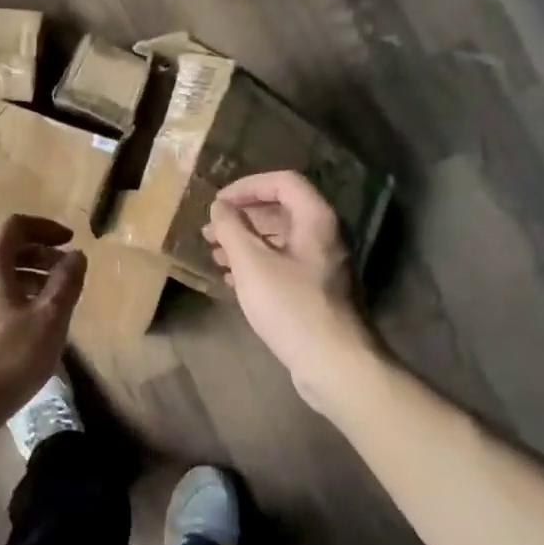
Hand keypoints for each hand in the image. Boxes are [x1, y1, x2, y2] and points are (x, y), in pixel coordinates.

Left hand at [0, 215, 86, 443]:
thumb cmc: (4, 359)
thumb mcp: (48, 319)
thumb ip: (66, 283)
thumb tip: (75, 255)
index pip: (15, 225)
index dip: (45, 228)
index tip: (71, 241)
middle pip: (3, 250)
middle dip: (38, 254)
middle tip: (66, 272)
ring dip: (26, 279)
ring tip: (53, 302)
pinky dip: (11, 299)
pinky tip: (27, 329)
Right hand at [203, 171, 376, 410]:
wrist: (333, 362)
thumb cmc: (291, 306)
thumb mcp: (252, 263)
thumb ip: (232, 229)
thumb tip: (220, 207)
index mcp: (316, 219)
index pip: (283, 182)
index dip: (248, 186)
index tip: (218, 202)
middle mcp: (324, 236)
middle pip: (281, 210)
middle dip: (242, 218)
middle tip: (210, 231)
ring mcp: (322, 265)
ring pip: (280, 240)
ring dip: (246, 243)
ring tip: (215, 256)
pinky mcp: (316, 290)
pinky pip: (283, 265)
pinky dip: (257, 265)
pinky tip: (233, 281)